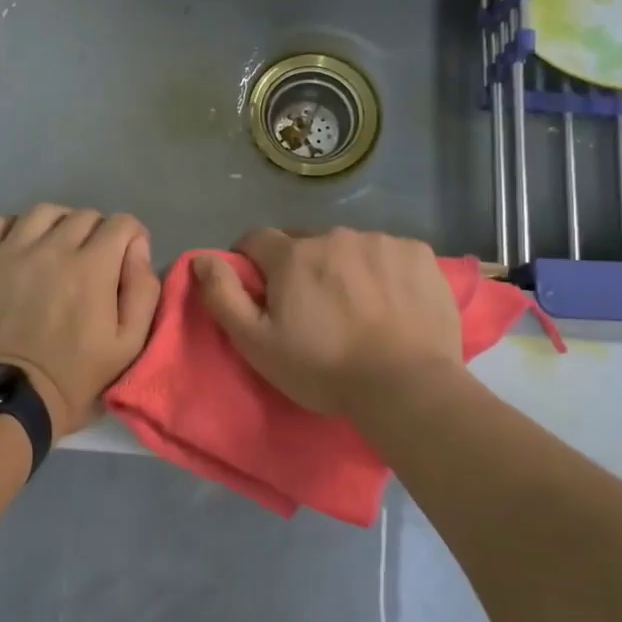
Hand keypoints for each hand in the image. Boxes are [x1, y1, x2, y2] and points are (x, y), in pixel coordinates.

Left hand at [0, 205, 161, 440]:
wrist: (2, 401)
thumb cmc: (71, 380)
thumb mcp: (128, 347)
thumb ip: (142, 292)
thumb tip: (137, 248)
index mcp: (93, 267)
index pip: (122, 223)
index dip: (132, 238)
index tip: (127, 261)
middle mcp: (52, 248)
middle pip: (84, 216)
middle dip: (98, 234)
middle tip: (93, 265)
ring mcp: (10, 251)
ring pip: (43, 212)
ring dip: (59, 225)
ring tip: (57, 251)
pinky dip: (14, 228)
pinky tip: (19, 249)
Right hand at [193, 227, 463, 417]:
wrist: (407, 385)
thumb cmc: (324, 369)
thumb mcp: (257, 343)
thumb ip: (223, 296)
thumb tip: (202, 257)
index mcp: (293, 256)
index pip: (257, 239)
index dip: (252, 262)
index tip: (261, 290)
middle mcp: (336, 236)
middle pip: (305, 241)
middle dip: (300, 265)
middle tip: (311, 306)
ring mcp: (382, 241)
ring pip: (350, 246)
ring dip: (344, 266)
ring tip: (357, 307)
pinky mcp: (419, 254)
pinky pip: (390, 253)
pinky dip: (384, 271)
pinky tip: (392, 302)